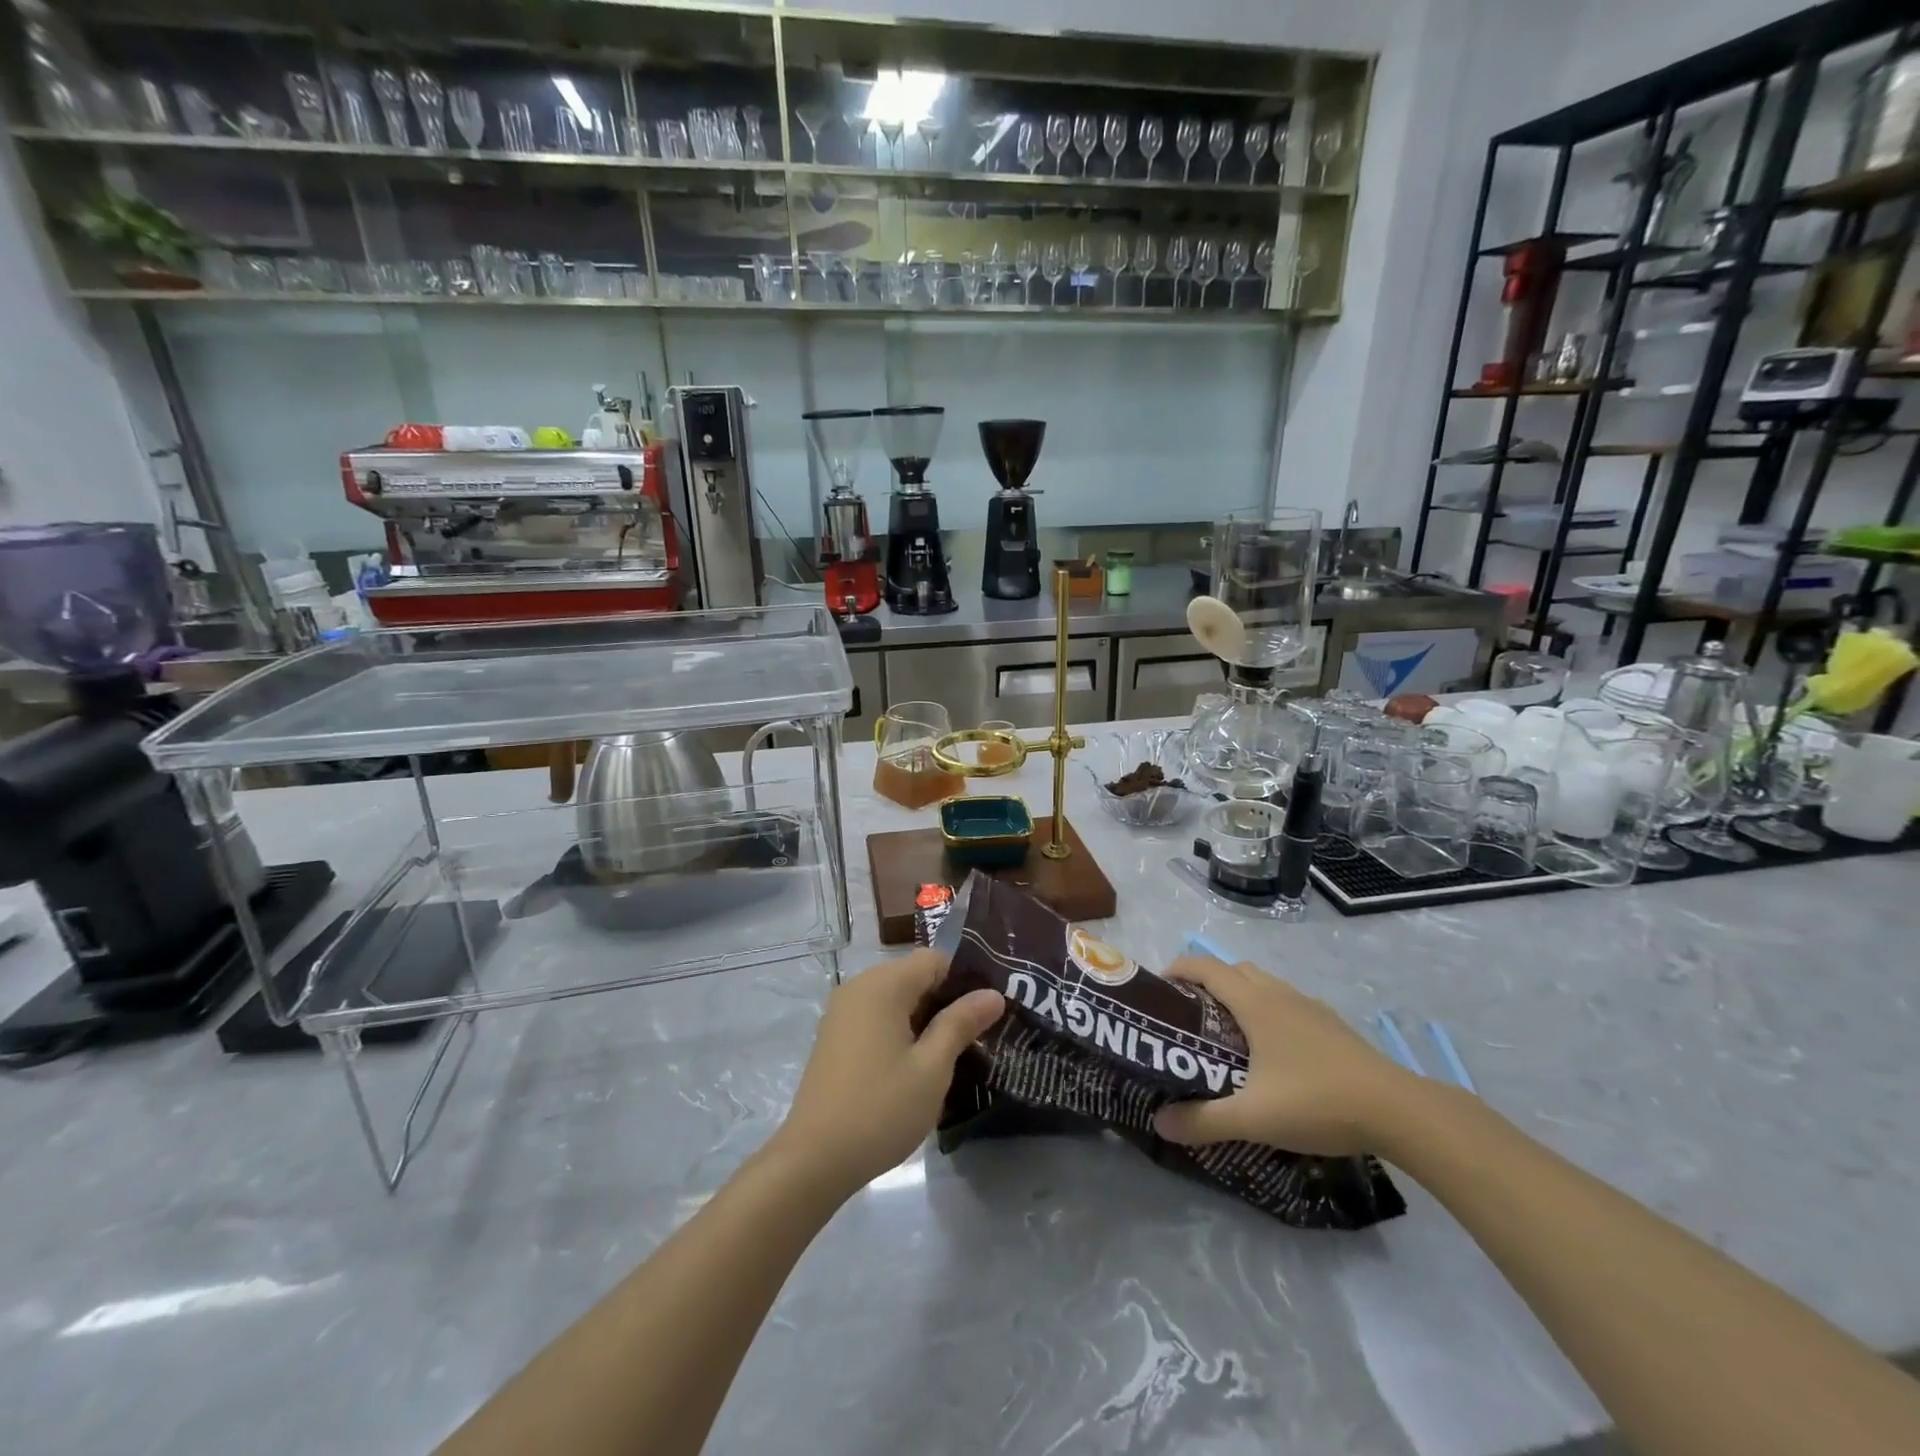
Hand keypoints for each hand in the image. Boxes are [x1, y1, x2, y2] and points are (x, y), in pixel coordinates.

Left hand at [772, 950, 1004, 1198]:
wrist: (814, 1159)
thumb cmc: (881, 1109)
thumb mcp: (932, 1068)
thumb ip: (961, 1024)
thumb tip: (993, 993)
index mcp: (883, 985)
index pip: (934, 960)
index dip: (964, 980)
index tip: (986, 1014)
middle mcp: (859, 987)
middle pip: (914, 976)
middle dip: (946, 1001)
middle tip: (975, 1039)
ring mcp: (842, 1011)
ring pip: (896, 998)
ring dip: (924, 1019)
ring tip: (950, 1056)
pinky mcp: (834, 1036)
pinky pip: (876, 1016)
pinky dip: (899, 1030)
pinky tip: (913, 1067)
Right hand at [1151, 956, 1420, 1156]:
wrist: (1399, 1112)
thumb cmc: (1317, 1102)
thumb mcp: (1253, 1117)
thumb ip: (1203, 1120)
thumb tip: (1160, 1122)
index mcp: (1255, 1003)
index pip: (1206, 967)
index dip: (1177, 969)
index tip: (1158, 988)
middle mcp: (1280, 994)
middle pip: (1233, 970)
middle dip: (1207, 982)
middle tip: (1190, 1015)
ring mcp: (1310, 1007)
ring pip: (1263, 985)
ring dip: (1239, 995)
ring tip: (1228, 1034)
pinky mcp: (1332, 1026)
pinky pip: (1287, 1003)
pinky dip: (1268, 1011)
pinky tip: (1274, 1053)